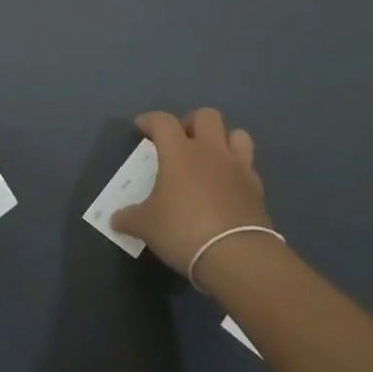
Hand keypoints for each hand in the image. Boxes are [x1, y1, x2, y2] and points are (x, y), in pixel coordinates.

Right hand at [112, 109, 271, 286]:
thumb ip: (129, 218)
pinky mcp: (257, 188)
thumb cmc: (183, 230)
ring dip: (223, 140)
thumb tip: (115, 219)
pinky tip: (228, 187)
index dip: (150, 120)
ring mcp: (238, 167)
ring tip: (211, 158)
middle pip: (206, 116)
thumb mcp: (146, 226)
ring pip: (237, 134)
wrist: (236, 255)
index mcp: (180, 151)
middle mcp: (211, 151)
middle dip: (192, 122)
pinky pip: (248, 167)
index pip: (163, 121)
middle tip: (181, 141)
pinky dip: (237, 171)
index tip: (141, 127)